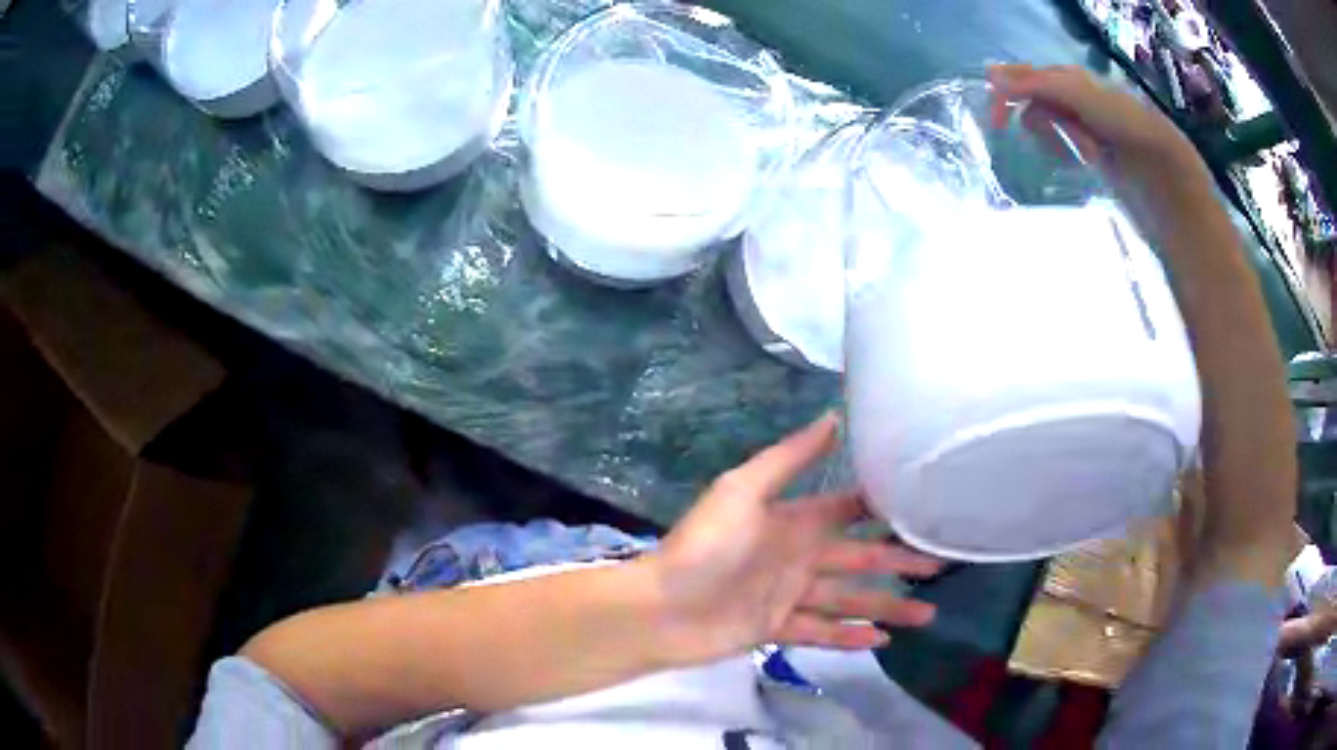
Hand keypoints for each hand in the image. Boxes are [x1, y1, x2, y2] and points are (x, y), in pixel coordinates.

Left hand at [640, 412, 942, 667]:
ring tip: (928, 616)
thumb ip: (789, 458)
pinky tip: (882, 642)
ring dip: (887, 607)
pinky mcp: (777, 629)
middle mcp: (798, 556)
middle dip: (900, 563)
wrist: (660, 609)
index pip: (849, 510)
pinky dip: (851, 638)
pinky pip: (822, 633)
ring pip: (849, 601)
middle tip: (942, 566)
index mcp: (794, 520)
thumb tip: (833, 416)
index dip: (884, 508)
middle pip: (861, 559)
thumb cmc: (705, 547)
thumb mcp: (743, 491)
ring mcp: (789, 596)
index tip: (925, 506)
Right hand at [987, 63, 1215, 234]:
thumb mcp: (1085, 102)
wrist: (1175, 190)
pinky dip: (1065, 152)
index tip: (995, 121)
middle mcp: (1084, 100)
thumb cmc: (1133, 138)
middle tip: (1043, 142)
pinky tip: (1079, 164)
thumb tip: (990, 75)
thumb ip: (1040, 85)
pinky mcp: (1101, 158)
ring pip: (1053, 124)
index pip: (1032, 75)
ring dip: (1056, 138)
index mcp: (1080, 81)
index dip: (1010, 90)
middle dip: (1038, 118)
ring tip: (1081, 156)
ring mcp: (1093, 130)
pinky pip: (1069, 146)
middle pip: (1040, 99)